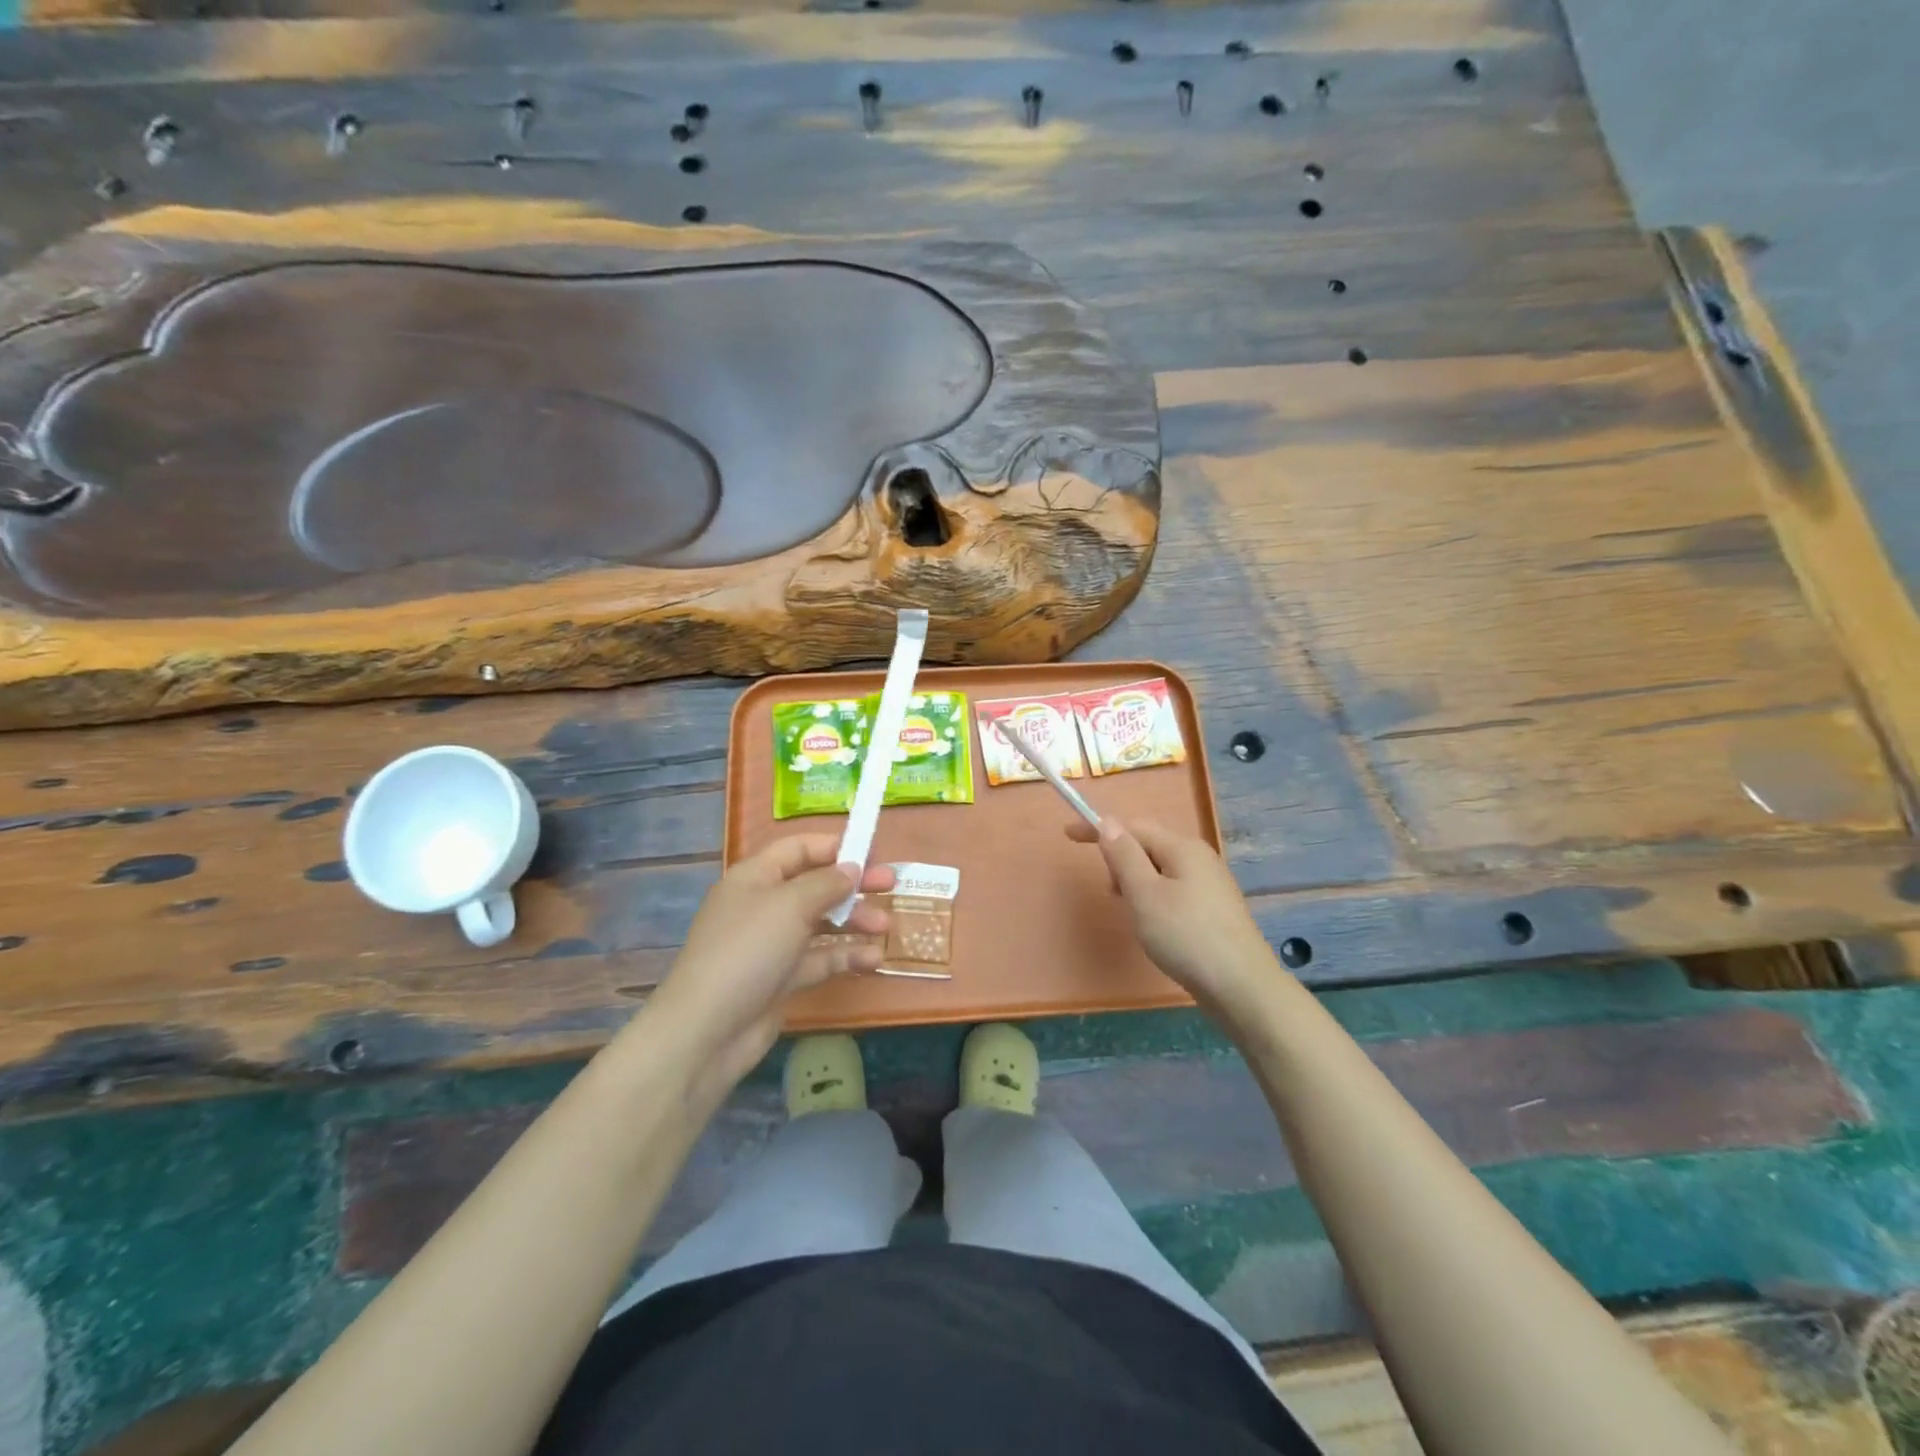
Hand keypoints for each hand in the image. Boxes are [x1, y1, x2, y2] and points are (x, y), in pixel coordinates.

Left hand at [644, 835, 893, 1101]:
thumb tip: (851, 868)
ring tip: (885, 927)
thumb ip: (826, 883)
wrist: (707, 1031)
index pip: (798, 849)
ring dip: (854, 921)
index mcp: (756, 877)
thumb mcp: (790, 905)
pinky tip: (872, 960)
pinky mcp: (781, 978)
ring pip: (821, 923)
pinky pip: (819, 959)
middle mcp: (764, 905)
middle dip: (852, 884)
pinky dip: (844, 957)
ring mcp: (772, 943)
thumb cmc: (748, 950)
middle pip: (815, 884)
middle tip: (890, 883)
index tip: (871, 852)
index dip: (834, 847)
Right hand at [1067, 817, 1279, 1018]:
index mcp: (1182, 848)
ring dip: (1136, 882)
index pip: (1133, 826)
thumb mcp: (1144, 895)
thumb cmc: (1186, 936)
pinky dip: (1153, 897)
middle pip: (1149, 845)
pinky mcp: (1213, 910)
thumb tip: (1109, 823)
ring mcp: (1210, 884)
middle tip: (1111, 892)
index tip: (1068, 835)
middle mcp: (1199, 858)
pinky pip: (1173, 889)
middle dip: (1121, 860)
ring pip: (1160, 870)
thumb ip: (1124, 857)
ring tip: (1132, 912)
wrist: (1242, 987)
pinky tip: (1155, 925)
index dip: (1099, 829)